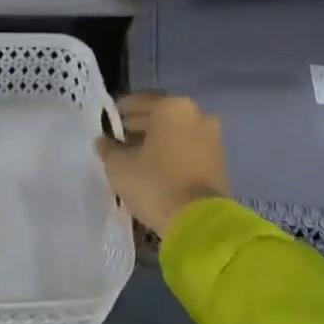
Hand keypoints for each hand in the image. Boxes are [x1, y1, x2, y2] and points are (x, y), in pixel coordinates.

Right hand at [96, 92, 229, 238]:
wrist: (199, 223)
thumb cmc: (155, 184)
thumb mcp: (119, 166)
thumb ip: (108, 148)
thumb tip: (103, 141)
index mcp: (172, 106)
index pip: (139, 101)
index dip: (120, 112)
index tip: (108, 124)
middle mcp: (196, 114)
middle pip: (160, 114)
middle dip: (139, 125)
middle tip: (119, 140)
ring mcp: (212, 137)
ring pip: (177, 131)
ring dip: (157, 140)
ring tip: (136, 157)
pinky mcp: (219, 160)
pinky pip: (189, 147)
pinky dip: (173, 152)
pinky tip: (156, 168)